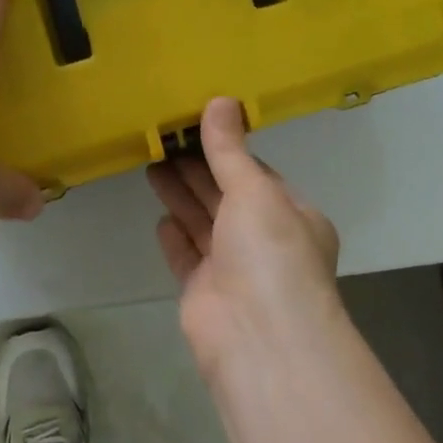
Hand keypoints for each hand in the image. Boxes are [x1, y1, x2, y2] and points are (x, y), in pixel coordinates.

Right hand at [147, 98, 341, 376]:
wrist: (260, 342)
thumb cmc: (270, 253)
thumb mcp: (254, 189)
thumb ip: (229, 149)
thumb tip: (220, 100)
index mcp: (291, 215)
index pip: (256, 173)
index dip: (227, 149)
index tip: (196, 124)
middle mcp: (265, 241)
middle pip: (225, 195)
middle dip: (196, 168)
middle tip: (163, 138)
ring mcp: (234, 270)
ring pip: (203, 222)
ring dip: (181, 195)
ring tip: (151, 162)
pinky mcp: (204, 294)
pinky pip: (187, 257)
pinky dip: (175, 236)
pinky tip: (160, 217)